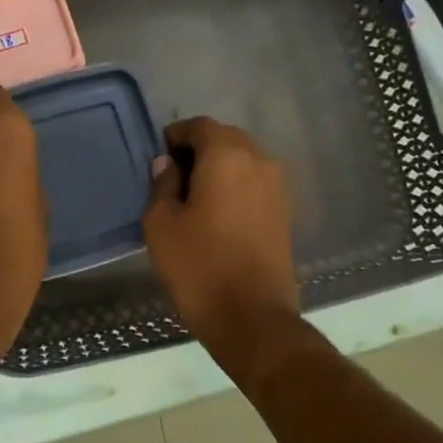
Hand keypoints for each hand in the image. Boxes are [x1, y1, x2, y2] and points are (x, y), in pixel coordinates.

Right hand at [143, 117, 298, 349]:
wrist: (251, 317)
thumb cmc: (198, 266)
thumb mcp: (161, 224)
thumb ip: (162, 185)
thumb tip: (167, 165)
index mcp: (227, 155)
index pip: (200, 126)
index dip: (175, 136)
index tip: (158, 157)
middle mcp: (259, 161)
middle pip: (226, 139)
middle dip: (198, 150)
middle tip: (172, 176)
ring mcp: (277, 187)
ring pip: (243, 161)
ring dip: (218, 169)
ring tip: (192, 197)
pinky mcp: (284, 212)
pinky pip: (254, 184)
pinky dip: (234, 187)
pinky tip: (215, 214)